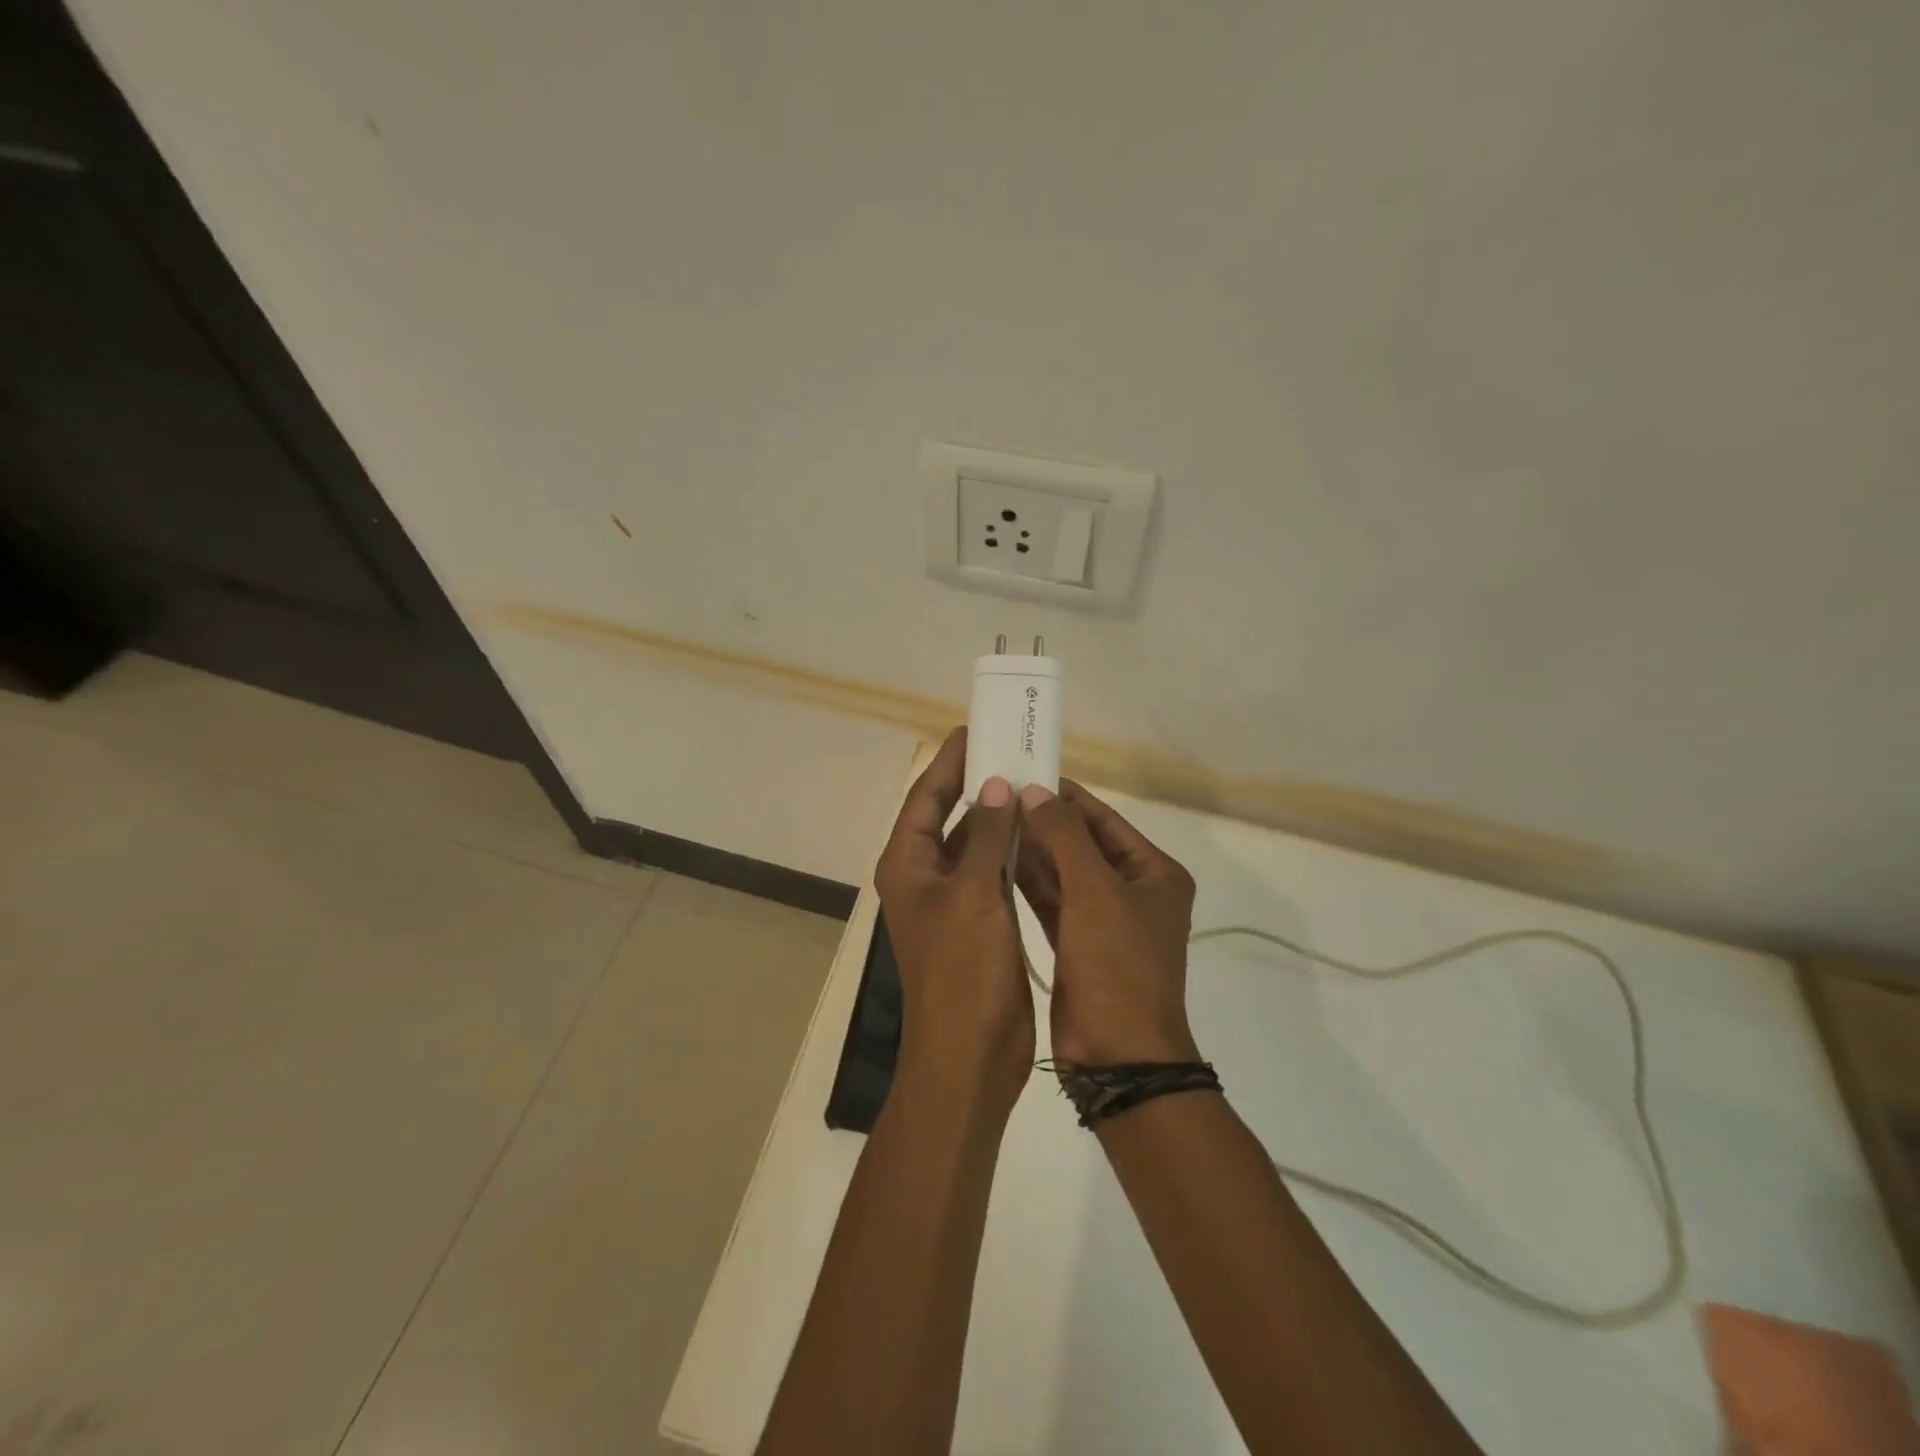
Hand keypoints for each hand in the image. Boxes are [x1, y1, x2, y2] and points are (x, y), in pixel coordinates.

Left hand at [874, 729, 1035, 1118]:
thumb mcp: (974, 895)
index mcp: (907, 865)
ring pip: (975, 844)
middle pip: (948, 817)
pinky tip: (1040, 831)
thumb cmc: (963, 972)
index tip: (973, 729)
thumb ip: (986, 836)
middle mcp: (925, 877)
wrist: (970, 1056)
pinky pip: (995, 872)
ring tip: (1032, 781)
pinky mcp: (981, 922)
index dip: (947, 763)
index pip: (924, 798)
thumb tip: (995, 786)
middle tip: (1012, 749)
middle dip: (977, 784)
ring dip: (999, 816)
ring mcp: (953, 901)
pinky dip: (1013, 850)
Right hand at [1015, 781, 1200, 1066]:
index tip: (1023, 775)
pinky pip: (1051, 903)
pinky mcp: (1078, 946)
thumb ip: (1064, 836)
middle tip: (995, 797)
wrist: (1118, 1058)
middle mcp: (1133, 892)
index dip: (1065, 797)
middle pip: (1081, 845)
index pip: (1104, 820)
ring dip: (1031, 851)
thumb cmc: (1117, 966)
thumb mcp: (1094, 892)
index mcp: (1154, 874)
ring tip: (988, 822)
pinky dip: (1028, 884)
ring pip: (1063, 874)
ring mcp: (1104, 922)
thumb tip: (1036, 792)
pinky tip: (995, 862)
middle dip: (1042, 823)